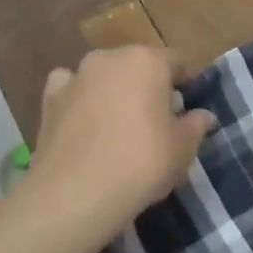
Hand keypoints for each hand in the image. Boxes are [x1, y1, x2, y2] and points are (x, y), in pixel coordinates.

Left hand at [30, 46, 216, 223]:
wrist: (76, 194)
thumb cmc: (142, 163)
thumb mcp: (182, 149)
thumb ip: (195, 126)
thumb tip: (203, 116)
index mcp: (147, 61)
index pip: (175, 62)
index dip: (184, 85)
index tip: (186, 111)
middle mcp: (109, 58)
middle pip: (137, 66)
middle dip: (147, 86)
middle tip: (155, 123)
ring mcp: (75, 76)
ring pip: (102, 76)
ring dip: (112, 91)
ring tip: (117, 127)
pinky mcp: (49, 99)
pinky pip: (70, 89)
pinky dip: (78, 99)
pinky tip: (83, 122)